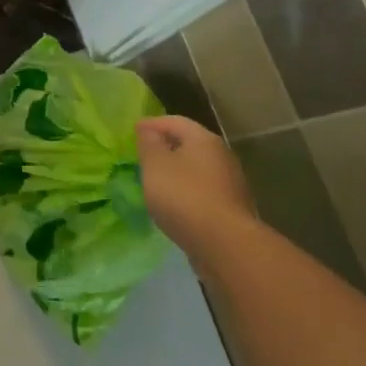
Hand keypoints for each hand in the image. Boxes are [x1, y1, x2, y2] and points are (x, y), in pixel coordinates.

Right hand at [135, 115, 256, 263]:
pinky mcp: (232, 208)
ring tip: (157, 180)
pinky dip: (188, 191)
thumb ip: (149, 144)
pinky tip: (175, 203)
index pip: (175, 121)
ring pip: (198, 169)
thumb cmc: (184, 196)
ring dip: (178, 171)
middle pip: (190, 144)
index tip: (134, 131)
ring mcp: (231, 183)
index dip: (152, 124)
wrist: (225, 244)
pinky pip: (204, 191)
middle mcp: (222, 155)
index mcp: (203, 139)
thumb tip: (149, 130)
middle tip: (144, 154)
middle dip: (167, 146)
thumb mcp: (155, 165)